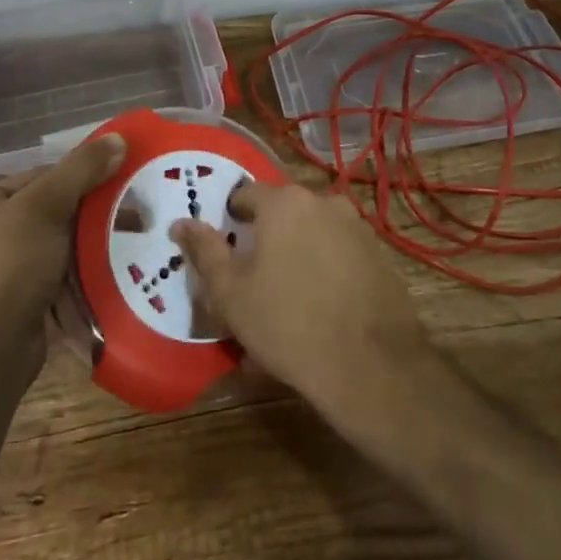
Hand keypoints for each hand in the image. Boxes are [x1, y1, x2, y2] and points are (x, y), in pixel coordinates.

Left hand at [0, 134, 125, 371]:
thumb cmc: (11, 265)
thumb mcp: (47, 206)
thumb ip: (82, 169)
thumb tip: (119, 137)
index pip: (43, 175)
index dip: (84, 177)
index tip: (122, 186)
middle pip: (51, 208)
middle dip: (92, 214)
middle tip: (134, 217)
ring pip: (56, 242)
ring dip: (89, 243)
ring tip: (128, 244)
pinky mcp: (14, 296)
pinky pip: (54, 272)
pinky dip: (79, 271)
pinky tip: (107, 272)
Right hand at [170, 183, 429, 424]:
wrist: (370, 365)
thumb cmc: (287, 323)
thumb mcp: (230, 293)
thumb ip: (204, 251)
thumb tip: (181, 223)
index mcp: (285, 203)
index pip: (246, 194)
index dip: (230, 220)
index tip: (224, 250)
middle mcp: (324, 203)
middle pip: (282, 216)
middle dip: (264, 244)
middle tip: (251, 285)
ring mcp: (357, 228)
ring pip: (311, 238)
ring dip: (294, 262)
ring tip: (282, 309)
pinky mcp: (379, 257)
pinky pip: (338, 258)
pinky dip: (323, 277)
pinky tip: (316, 316)